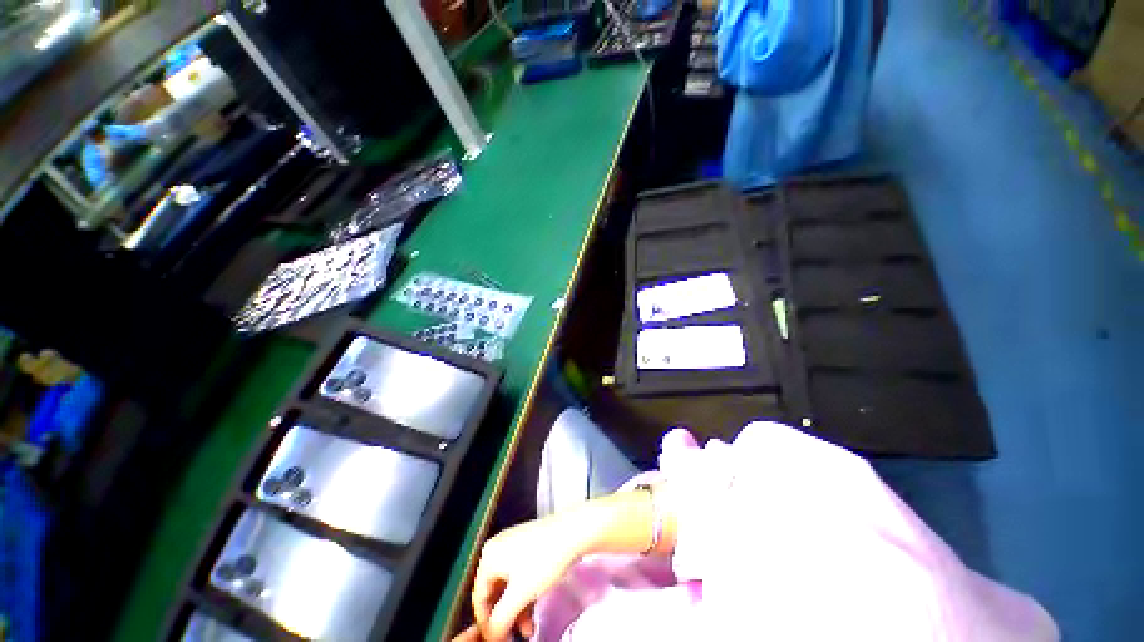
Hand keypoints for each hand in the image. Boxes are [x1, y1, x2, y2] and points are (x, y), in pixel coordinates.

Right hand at [470, 515, 582, 641]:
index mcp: (489, 556)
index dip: (486, 625)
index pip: (479, 599)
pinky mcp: (529, 546)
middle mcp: (498, 548)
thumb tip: (491, 637)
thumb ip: (500, 620)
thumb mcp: (519, 595)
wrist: (573, 531)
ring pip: (509, 587)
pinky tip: (533, 612)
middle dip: (505, 618)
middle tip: (513, 638)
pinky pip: (520, 576)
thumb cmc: (544, 559)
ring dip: (517, 611)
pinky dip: (524, 596)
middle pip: (495, 593)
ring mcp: (514, 545)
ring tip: (528, 631)